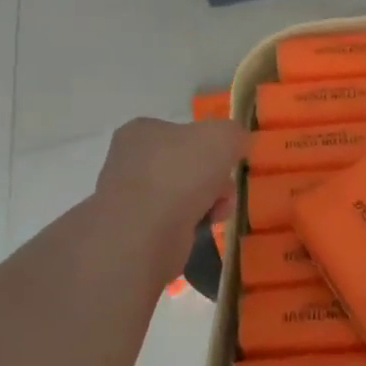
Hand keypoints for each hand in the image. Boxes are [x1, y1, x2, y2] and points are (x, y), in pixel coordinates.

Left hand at [91, 118, 246, 282]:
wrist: (145, 234)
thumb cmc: (181, 173)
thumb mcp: (222, 136)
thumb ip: (234, 133)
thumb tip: (236, 143)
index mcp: (141, 131)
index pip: (183, 132)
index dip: (210, 145)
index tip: (226, 160)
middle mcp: (129, 161)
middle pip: (187, 165)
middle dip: (213, 177)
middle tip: (225, 187)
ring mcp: (129, 198)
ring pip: (184, 194)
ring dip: (208, 201)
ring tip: (218, 211)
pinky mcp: (134, 231)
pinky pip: (175, 221)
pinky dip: (193, 223)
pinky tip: (203, 227)